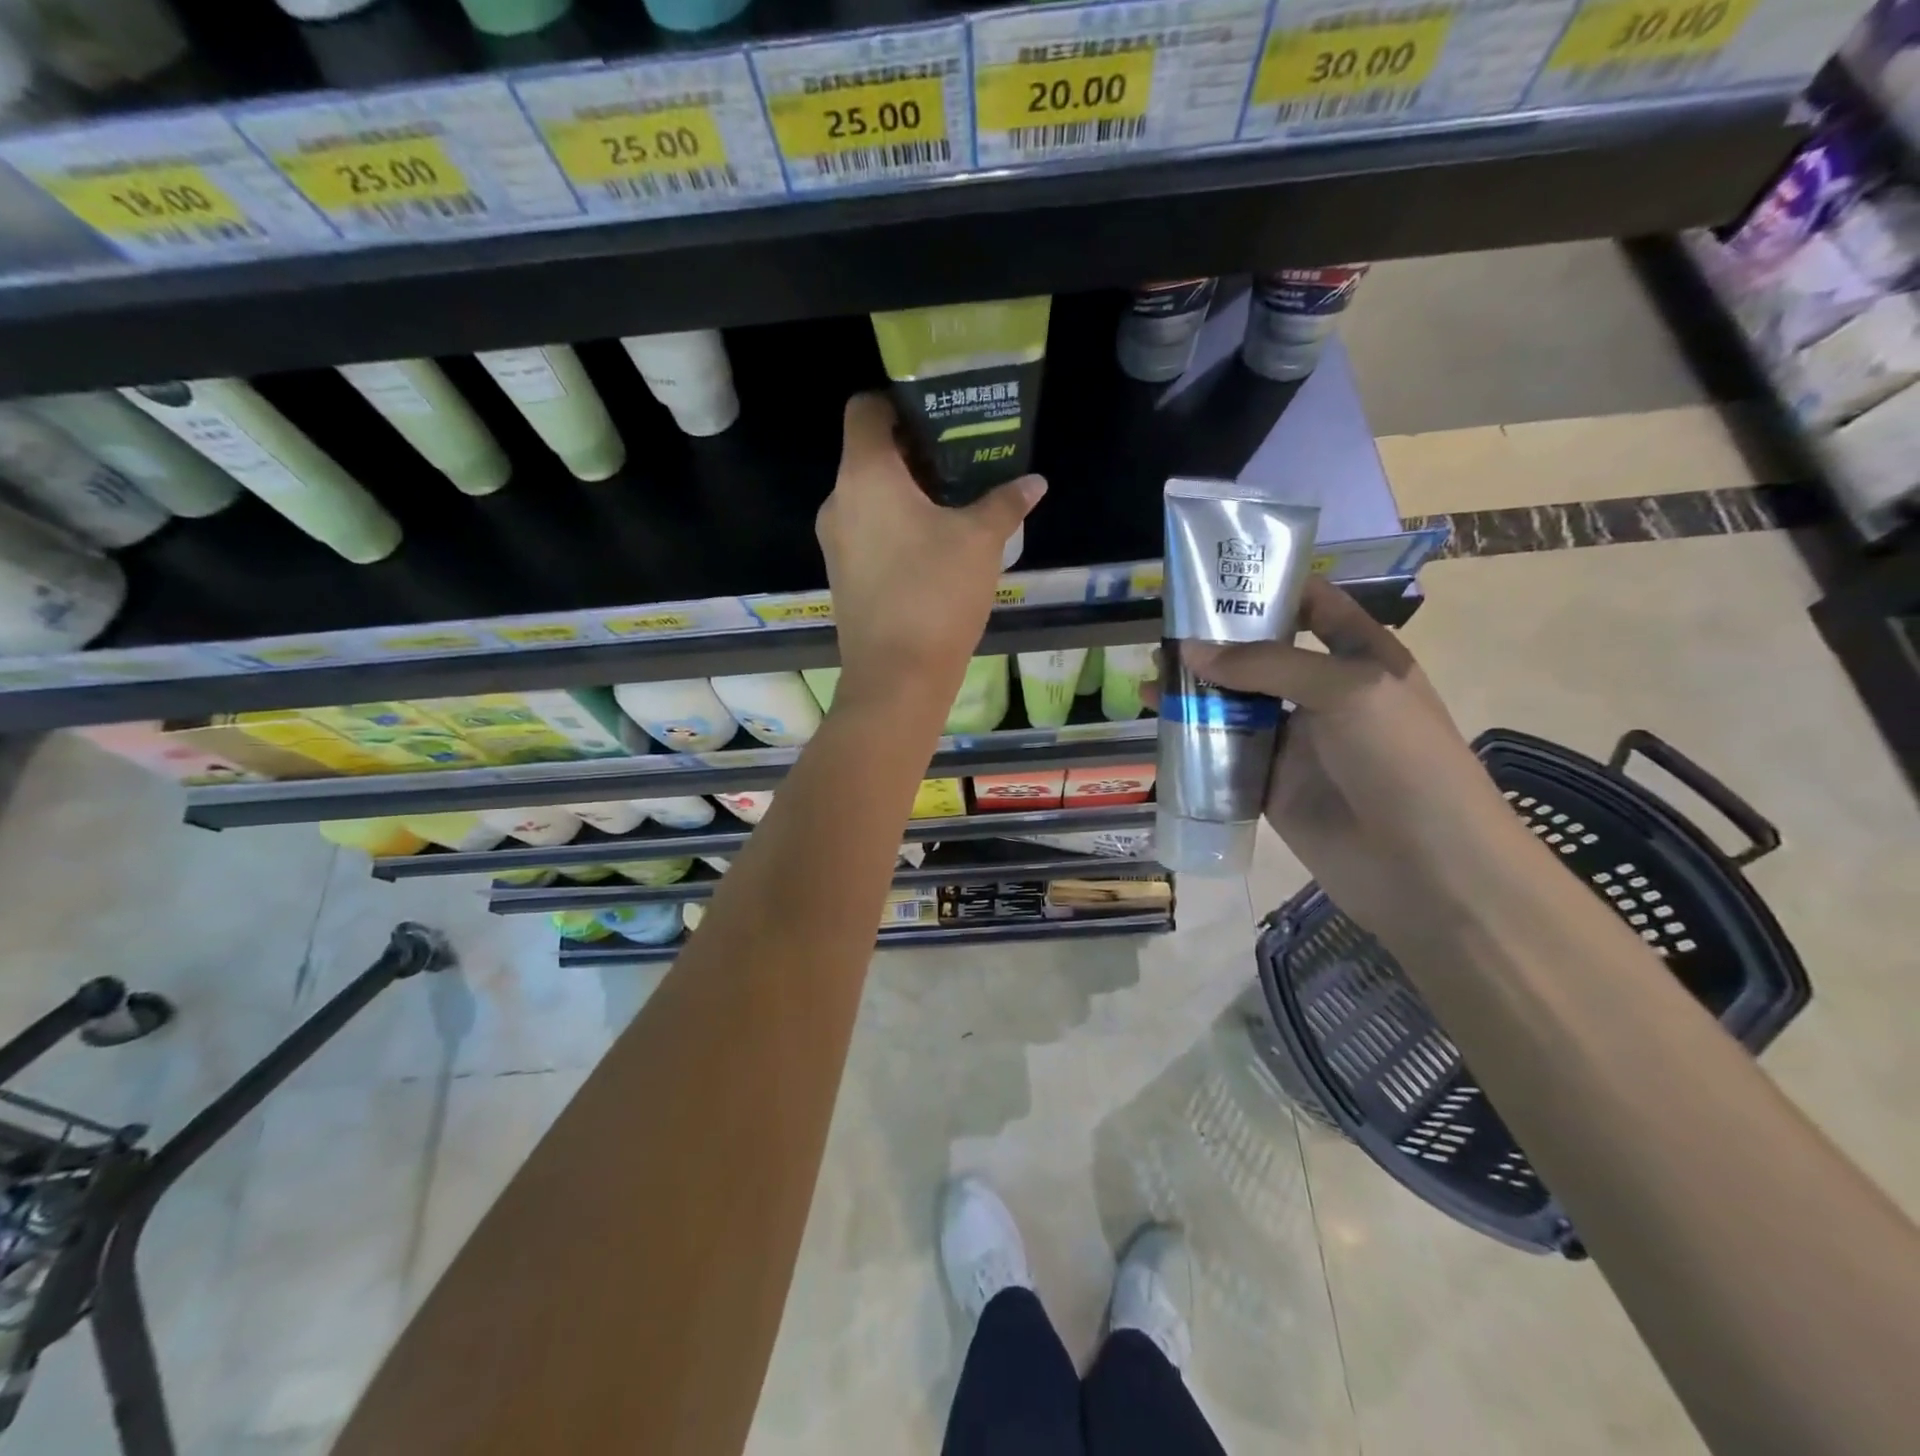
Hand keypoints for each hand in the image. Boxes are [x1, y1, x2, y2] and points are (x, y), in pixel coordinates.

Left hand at [816, 393, 1043, 712]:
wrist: (896, 677)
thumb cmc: (936, 593)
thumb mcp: (980, 541)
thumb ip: (1005, 503)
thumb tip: (1033, 483)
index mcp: (864, 475)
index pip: (865, 409)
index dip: (898, 402)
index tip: (938, 416)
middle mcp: (839, 501)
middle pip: (869, 454)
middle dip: (913, 452)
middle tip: (961, 459)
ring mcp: (835, 543)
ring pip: (868, 497)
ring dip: (906, 493)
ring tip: (954, 504)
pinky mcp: (843, 577)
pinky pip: (867, 532)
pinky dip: (895, 526)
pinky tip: (934, 547)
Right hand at [1183, 578, 1542, 947]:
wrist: (1425, 868)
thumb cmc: (1401, 759)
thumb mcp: (1346, 689)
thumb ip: (1266, 664)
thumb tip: (1188, 651)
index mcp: (1360, 656)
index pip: (1313, 605)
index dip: (1269, 588)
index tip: (1214, 580)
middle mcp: (1323, 692)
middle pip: (1262, 654)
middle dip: (1216, 642)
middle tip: (1164, 633)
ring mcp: (1295, 740)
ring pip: (1235, 704)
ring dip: (1196, 690)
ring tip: (1149, 678)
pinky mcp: (1270, 784)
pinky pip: (1225, 753)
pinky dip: (1194, 739)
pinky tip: (1160, 727)